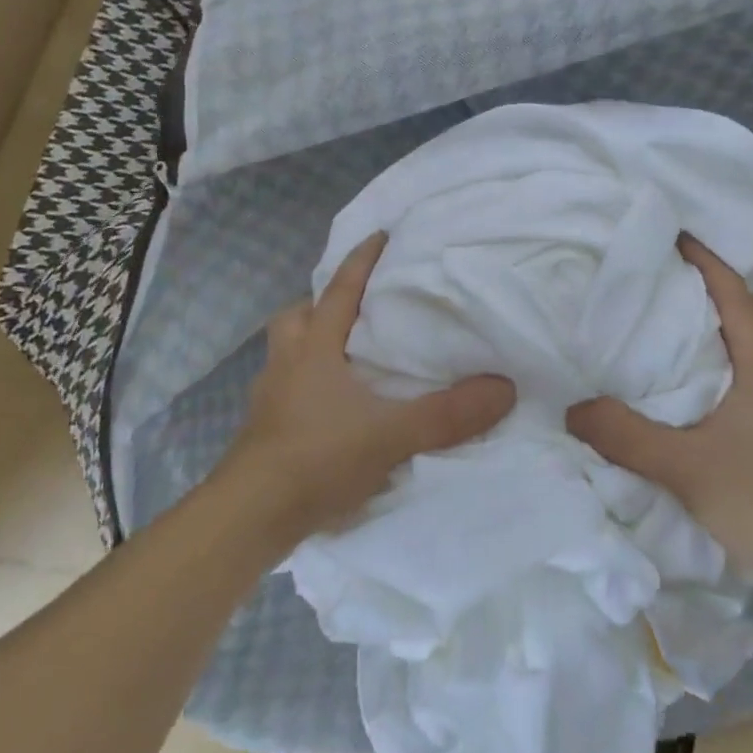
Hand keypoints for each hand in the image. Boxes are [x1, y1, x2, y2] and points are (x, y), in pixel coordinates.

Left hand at [220, 231, 515, 550]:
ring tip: (345, 357)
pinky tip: (330, 409)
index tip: (381, 235)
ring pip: (287, 353)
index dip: (361, 261)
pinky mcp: (263, 431)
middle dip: (320, 304)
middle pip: (296, 316)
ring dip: (310, 345)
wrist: (248, 517)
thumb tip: (505, 388)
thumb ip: (447, 414)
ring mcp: (269, 398)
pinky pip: (286, 390)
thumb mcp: (391, 435)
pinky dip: (306, 386)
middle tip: (353, 308)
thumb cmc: (316, 458)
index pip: (340, 290)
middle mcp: (286, 364)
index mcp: (314, 348)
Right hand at [565, 236, 752, 576]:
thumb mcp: (680, 466)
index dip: (708, 264)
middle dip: (734, 290)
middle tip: (691, 288)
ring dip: (747, 322)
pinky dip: (752, 355)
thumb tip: (572, 408)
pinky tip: (722, 381)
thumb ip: (623, 435)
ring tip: (703, 328)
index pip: (737, 298)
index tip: (677, 238)